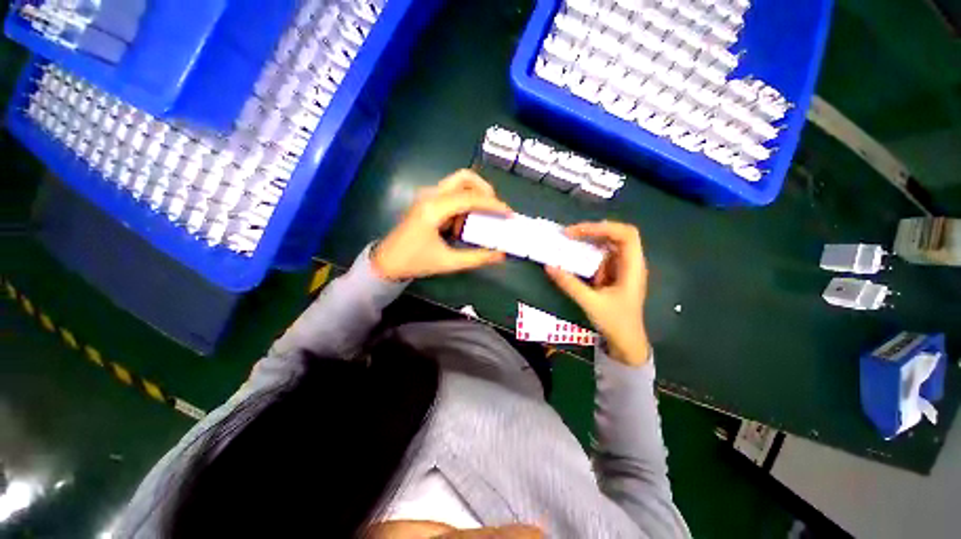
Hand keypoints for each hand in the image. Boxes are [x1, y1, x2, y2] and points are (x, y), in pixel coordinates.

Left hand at [372, 170, 511, 280]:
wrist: (388, 262)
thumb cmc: (416, 262)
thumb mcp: (449, 262)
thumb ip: (477, 257)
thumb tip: (501, 254)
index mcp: (433, 209)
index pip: (470, 198)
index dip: (493, 205)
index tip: (509, 214)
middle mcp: (430, 195)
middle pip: (464, 178)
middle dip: (485, 190)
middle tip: (495, 209)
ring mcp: (427, 196)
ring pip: (458, 184)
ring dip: (474, 198)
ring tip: (480, 220)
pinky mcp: (427, 200)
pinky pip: (452, 194)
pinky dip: (464, 204)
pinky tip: (463, 224)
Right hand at [545, 221, 649, 365]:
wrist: (626, 343)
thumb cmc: (615, 323)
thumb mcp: (591, 303)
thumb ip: (570, 284)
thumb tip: (548, 266)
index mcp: (632, 267)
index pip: (626, 235)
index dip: (603, 227)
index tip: (578, 232)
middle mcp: (629, 263)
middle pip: (616, 235)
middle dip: (592, 231)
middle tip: (568, 234)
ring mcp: (621, 269)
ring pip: (607, 245)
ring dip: (588, 241)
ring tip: (567, 241)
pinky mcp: (612, 275)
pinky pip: (600, 257)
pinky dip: (586, 253)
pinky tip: (573, 256)